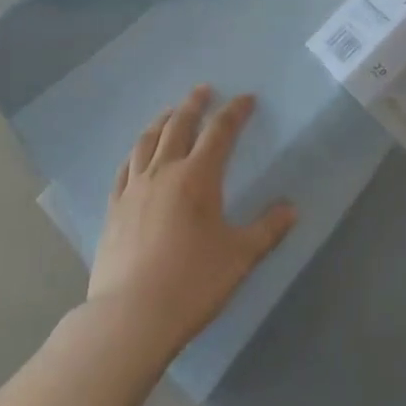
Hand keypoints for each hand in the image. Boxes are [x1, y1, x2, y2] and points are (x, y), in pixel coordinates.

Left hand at [88, 86, 296, 355]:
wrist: (132, 315)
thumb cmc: (192, 284)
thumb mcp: (239, 257)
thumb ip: (267, 229)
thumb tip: (291, 208)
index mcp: (197, 177)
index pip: (219, 132)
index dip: (234, 112)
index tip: (246, 99)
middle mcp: (163, 171)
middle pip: (179, 125)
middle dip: (194, 104)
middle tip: (204, 90)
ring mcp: (134, 187)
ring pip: (147, 140)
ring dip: (162, 120)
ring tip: (170, 111)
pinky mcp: (114, 206)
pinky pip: (125, 167)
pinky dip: (136, 151)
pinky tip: (138, 153)